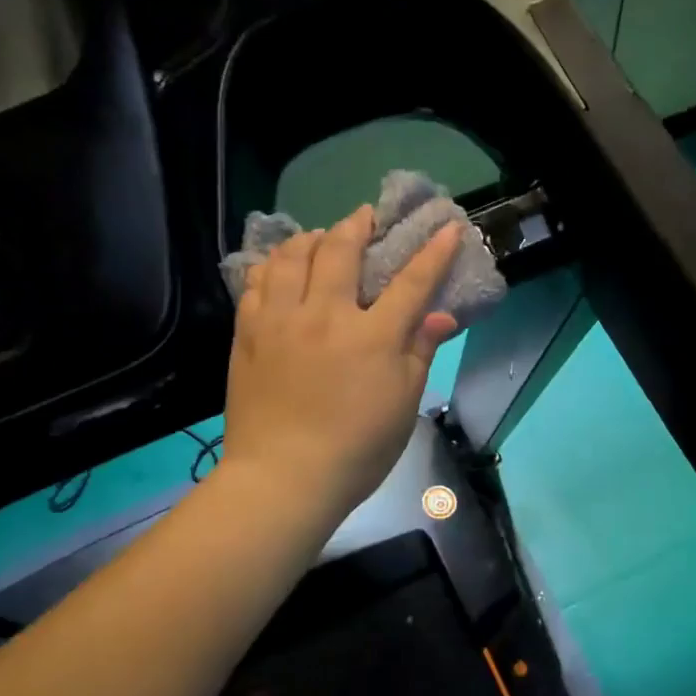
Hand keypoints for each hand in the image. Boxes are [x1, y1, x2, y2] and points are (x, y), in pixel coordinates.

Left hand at [222, 206, 460, 531]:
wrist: (283, 478)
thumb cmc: (357, 449)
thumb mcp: (403, 405)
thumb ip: (420, 352)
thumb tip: (442, 316)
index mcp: (372, 337)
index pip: (411, 282)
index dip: (433, 252)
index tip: (447, 227)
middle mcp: (325, 316)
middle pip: (341, 251)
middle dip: (358, 225)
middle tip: (365, 217)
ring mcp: (281, 322)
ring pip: (291, 257)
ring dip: (310, 238)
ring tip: (319, 236)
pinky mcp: (248, 335)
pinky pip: (256, 283)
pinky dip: (271, 265)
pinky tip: (279, 267)